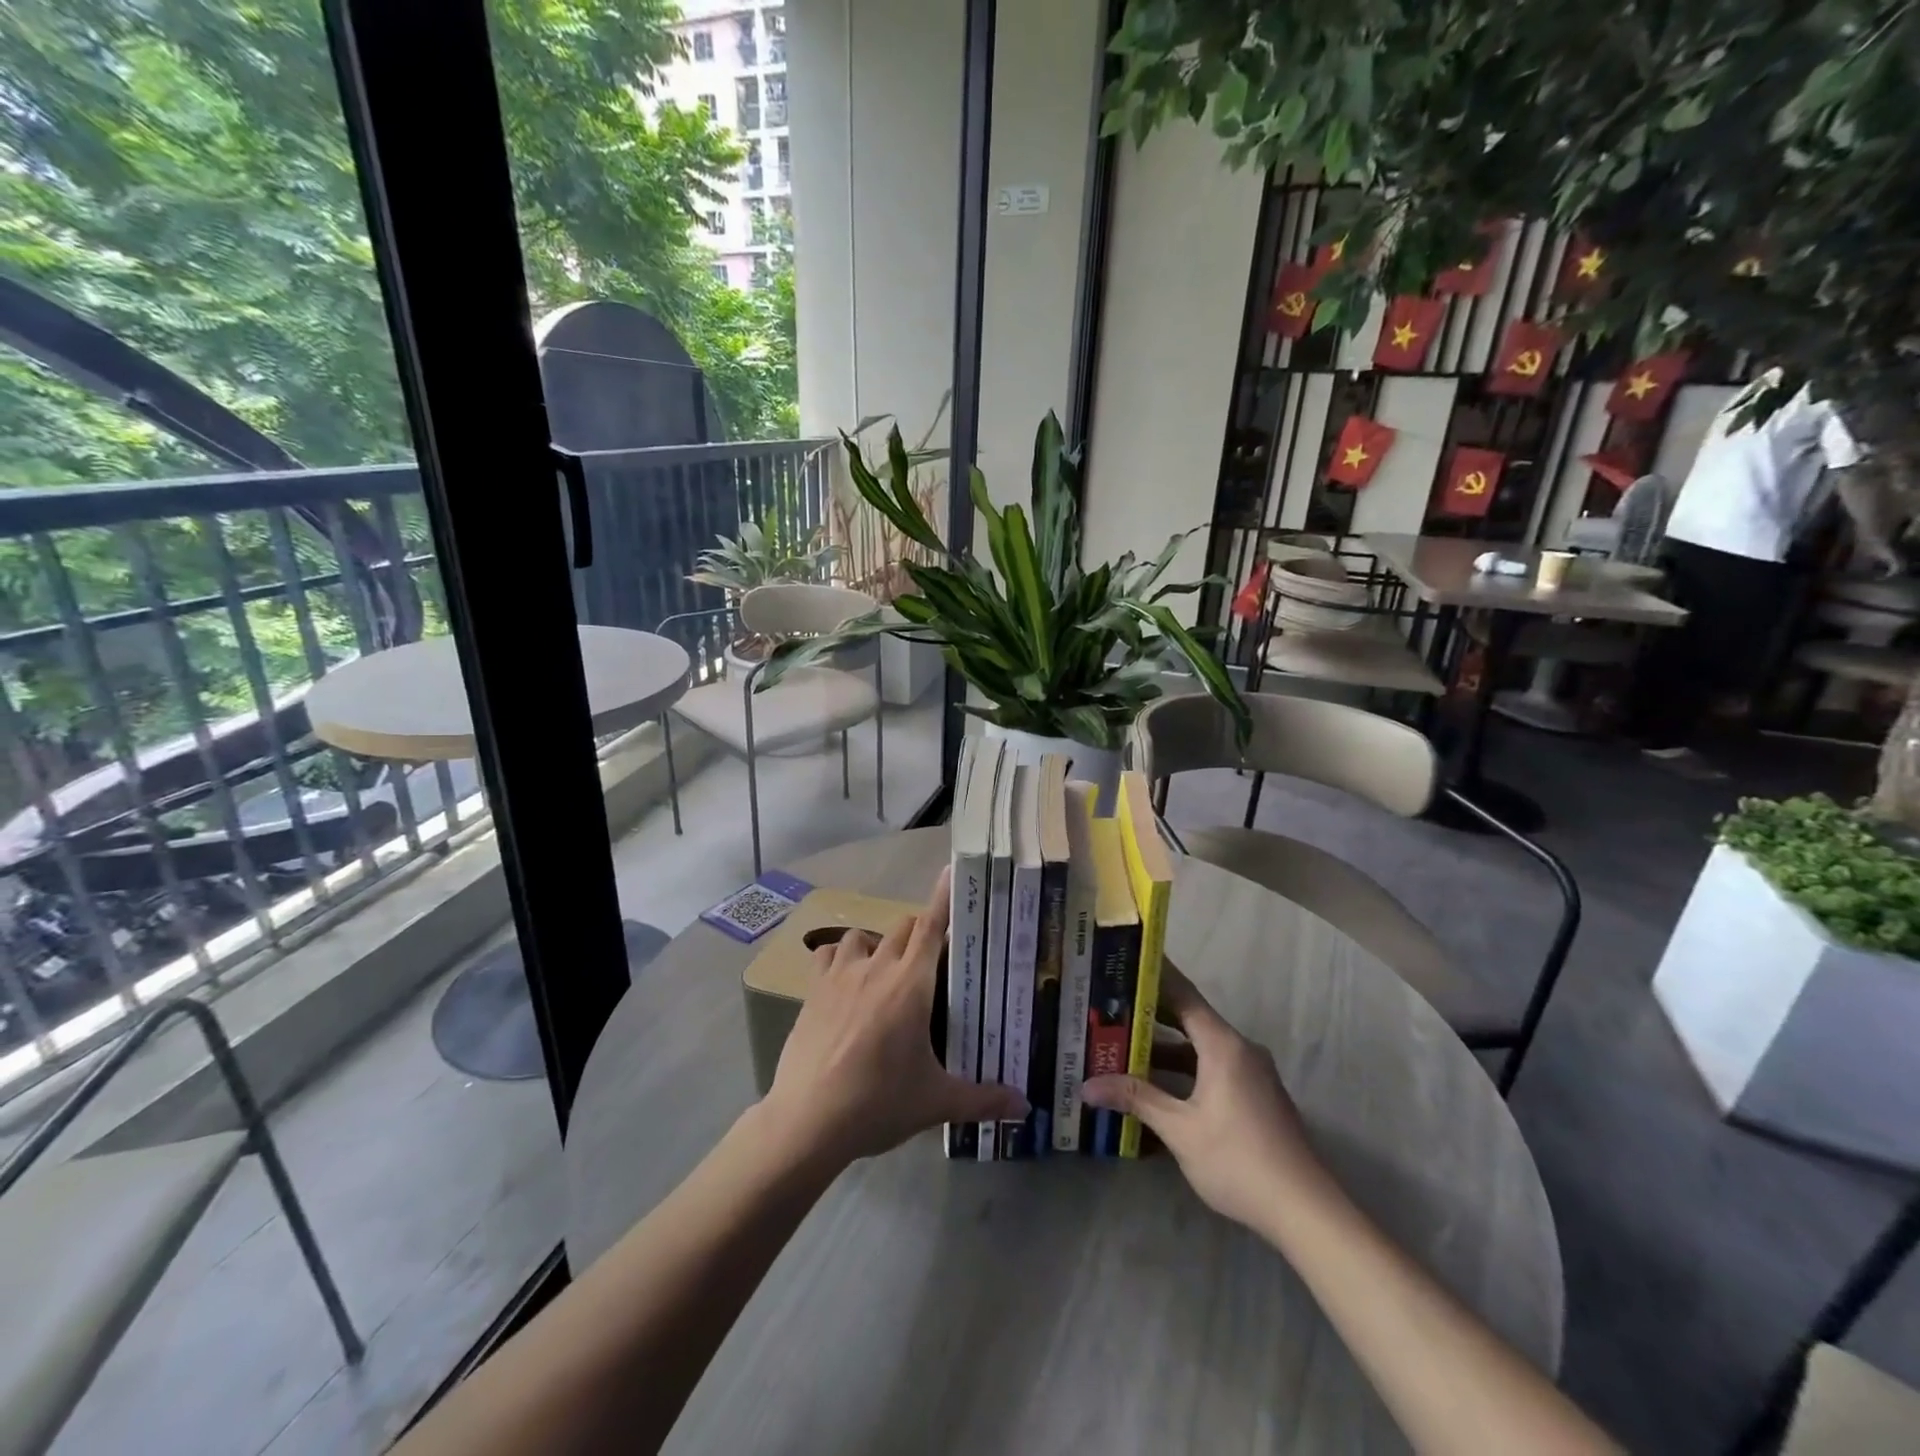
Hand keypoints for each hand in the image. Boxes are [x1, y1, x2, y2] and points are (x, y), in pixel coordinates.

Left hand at [762, 867, 1027, 1164]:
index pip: (931, 926)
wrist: (808, 1121)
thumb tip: (1025, 1105)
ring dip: (878, 944)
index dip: (943, 898)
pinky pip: (827, 954)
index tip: (951, 873)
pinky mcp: (813, 990)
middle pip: (903, 927)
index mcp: (911, 984)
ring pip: (863, 935)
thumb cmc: (878, 1103)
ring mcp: (840, 976)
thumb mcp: (936, 1103)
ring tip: (884, 972)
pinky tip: (844, 980)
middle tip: (930, 962)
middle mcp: (877, 968)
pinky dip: (839, 958)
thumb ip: (983, 1099)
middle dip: (919, 933)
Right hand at [1082, 965, 1329, 1229]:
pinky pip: (1213, 1067)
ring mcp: (1251, 1073)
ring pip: (1200, 1048)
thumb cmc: (1238, 1160)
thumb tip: (1087, 1086)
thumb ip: (1135, 1099)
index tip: (1125, 961)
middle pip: (1190, 1019)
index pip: (1183, 994)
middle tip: (1110, 1005)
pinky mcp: (1255, 1096)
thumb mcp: (1180, 1129)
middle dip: (1151, 1014)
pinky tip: (1157, 1086)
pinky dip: (1185, 1069)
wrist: (1304, 1210)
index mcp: (1223, 1045)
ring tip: (1123, 1046)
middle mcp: (1240, 1049)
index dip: (1154, 977)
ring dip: (1165, 1048)